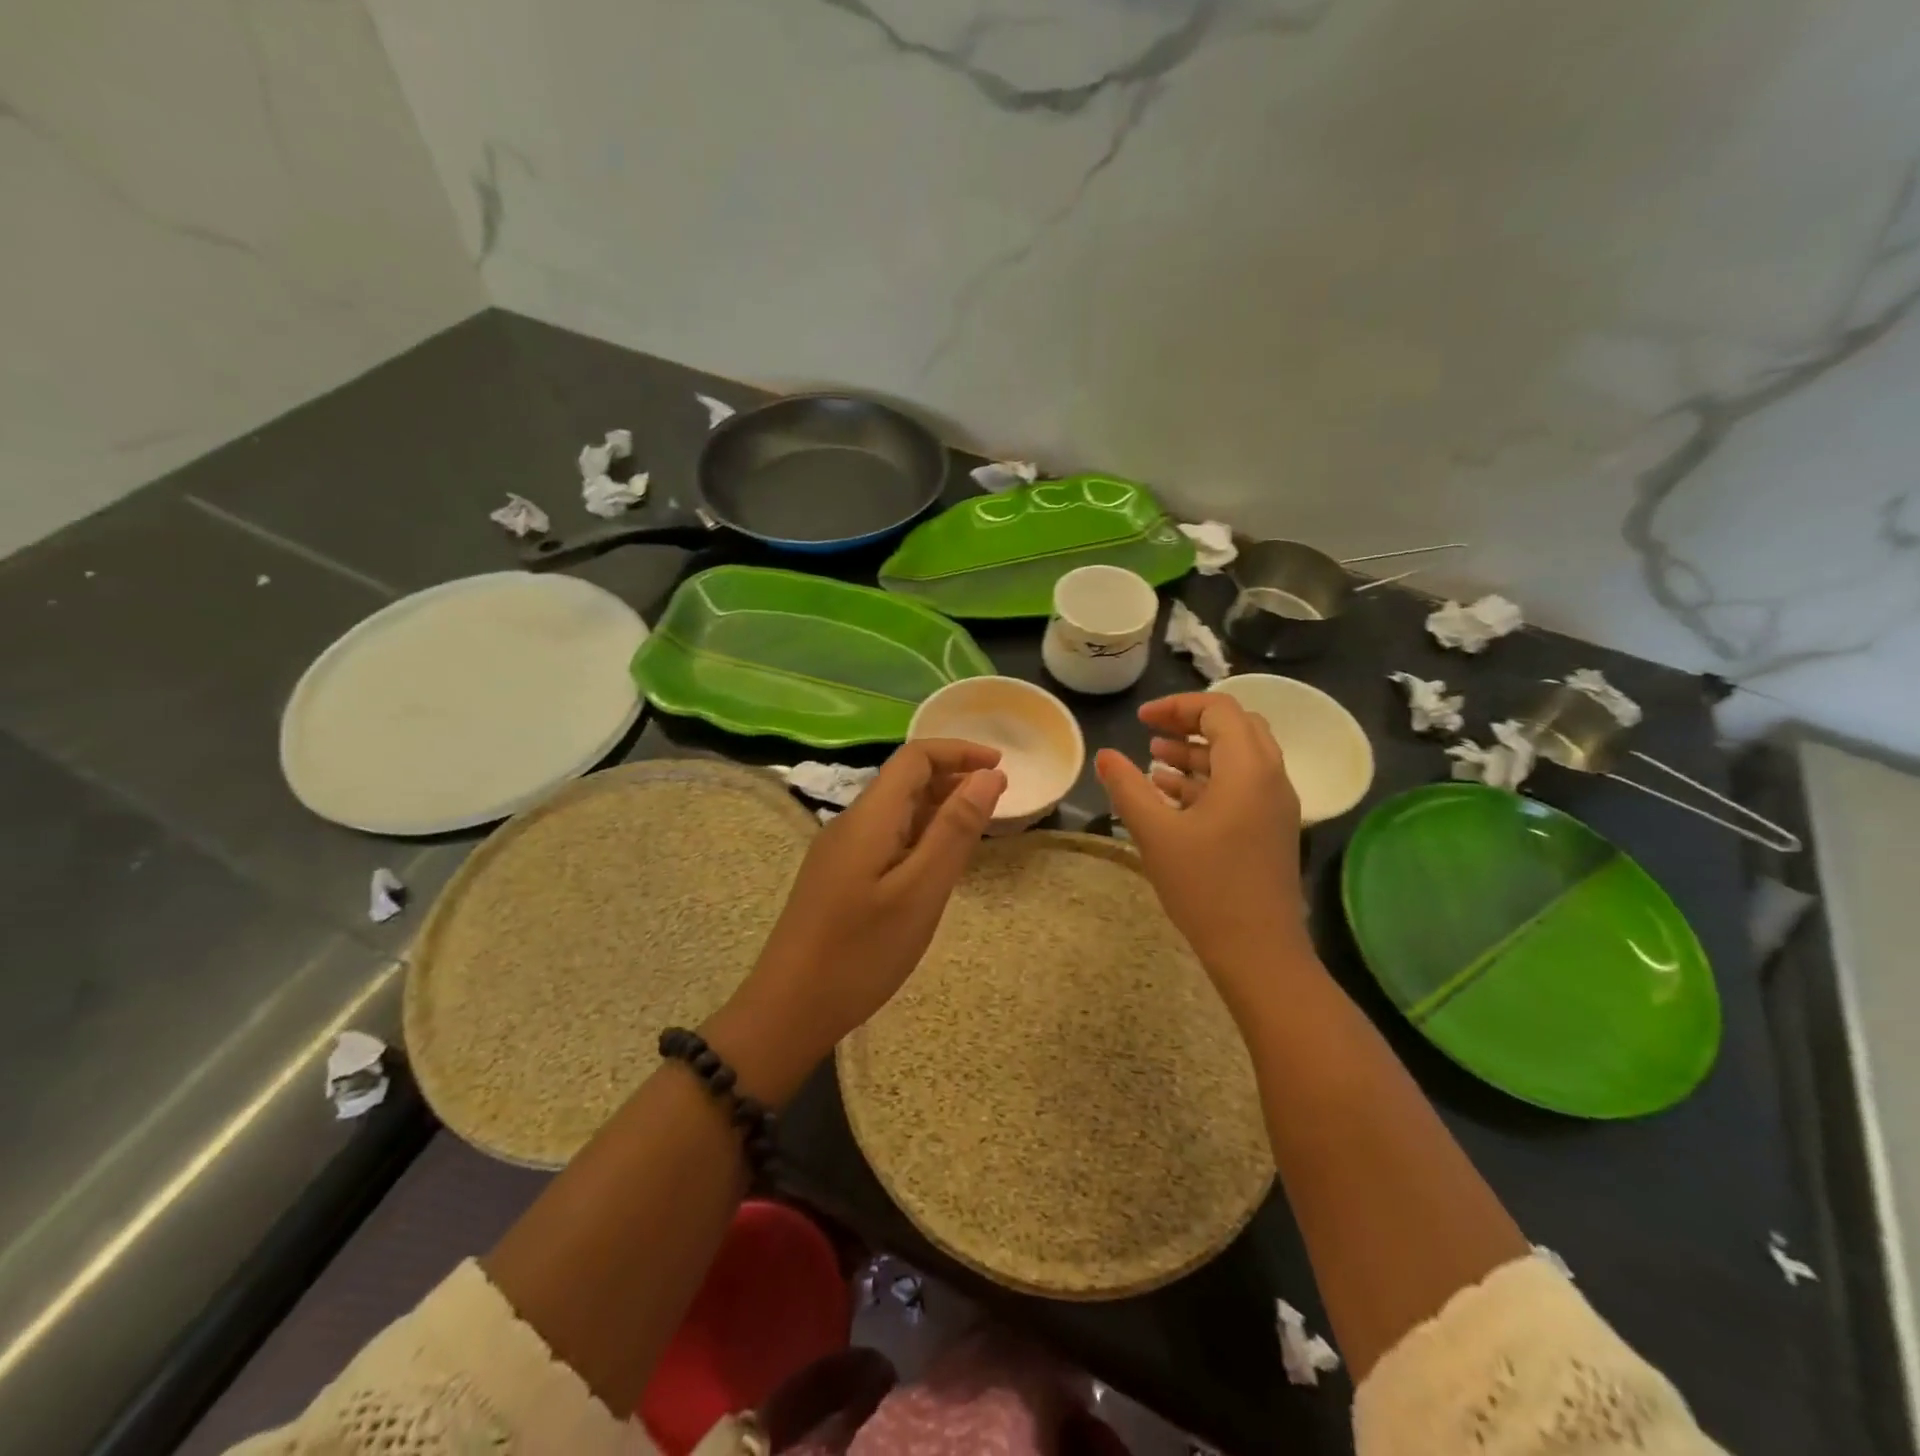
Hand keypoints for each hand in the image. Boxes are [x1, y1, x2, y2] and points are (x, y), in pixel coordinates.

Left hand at [738, 740, 1006, 1054]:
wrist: (788, 1009)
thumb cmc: (861, 952)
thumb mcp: (921, 891)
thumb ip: (955, 829)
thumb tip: (989, 776)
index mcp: (869, 817)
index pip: (915, 757)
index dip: (959, 751)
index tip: (1002, 766)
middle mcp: (851, 823)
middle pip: (903, 780)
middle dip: (952, 778)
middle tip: (997, 801)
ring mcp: (839, 851)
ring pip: (895, 810)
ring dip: (937, 807)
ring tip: (976, 829)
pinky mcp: (837, 877)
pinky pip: (885, 837)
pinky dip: (919, 835)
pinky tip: (935, 863)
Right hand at [1095, 694, 1310, 1011]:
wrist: (1258, 952)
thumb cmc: (1206, 887)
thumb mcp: (1156, 833)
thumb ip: (1127, 787)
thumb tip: (1104, 755)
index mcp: (1248, 768)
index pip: (1219, 709)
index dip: (1177, 706)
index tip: (1140, 720)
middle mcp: (1271, 777)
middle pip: (1235, 727)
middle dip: (1190, 723)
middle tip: (1150, 731)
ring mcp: (1275, 805)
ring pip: (1239, 757)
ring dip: (1198, 751)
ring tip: (1155, 759)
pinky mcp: (1271, 829)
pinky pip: (1241, 785)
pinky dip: (1208, 779)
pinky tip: (1173, 793)